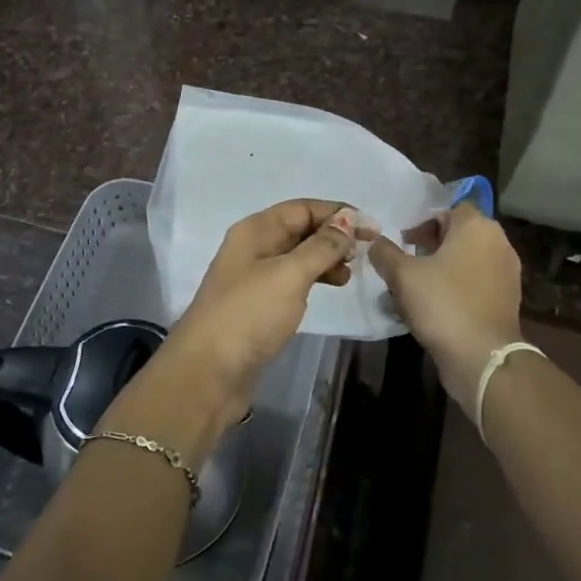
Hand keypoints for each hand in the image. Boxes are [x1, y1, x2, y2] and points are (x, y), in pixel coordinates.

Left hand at [160, 200, 377, 427]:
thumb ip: (321, 246)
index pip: (302, 208)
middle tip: (366, 251)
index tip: (372, 228)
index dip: (337, 214)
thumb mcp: (289, 275)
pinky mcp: (259, 305)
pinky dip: (314, 278)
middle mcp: (253, 247)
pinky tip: (331, 287)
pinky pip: (292, 279)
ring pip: (297, 255)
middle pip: (299, 229)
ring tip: (351, 273)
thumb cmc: (249, 315)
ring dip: (326, 258)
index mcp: (255, 230)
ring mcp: (254, 277)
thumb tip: (348, 219)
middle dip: (333, 235)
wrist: (208, 372)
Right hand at [369, 204, 522, 416]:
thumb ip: (385, 252)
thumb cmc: (443, 304)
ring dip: (443, 267)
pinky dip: (458, 286)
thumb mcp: (402, 275)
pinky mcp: (508, 299)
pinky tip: (436, 305)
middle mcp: (498, 243)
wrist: (482, 357)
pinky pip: (477, 282)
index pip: (449, 209)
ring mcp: (507, 272)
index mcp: (477, 227)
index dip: (423, 222)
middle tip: (407, 262)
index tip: (404, 241)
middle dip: (432, 244)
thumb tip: (374, 241)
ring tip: (418, 286)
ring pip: (468, 259)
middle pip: (460, 233)